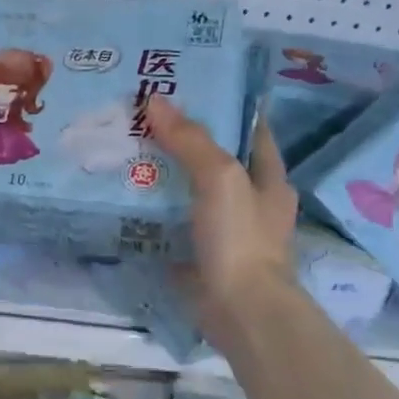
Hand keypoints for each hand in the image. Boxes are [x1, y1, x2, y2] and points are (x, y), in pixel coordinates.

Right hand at [145, 95, 297, 310]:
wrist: (239, 310)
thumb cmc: (240, 238)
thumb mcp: (219, 178)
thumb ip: (190, 140)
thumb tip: (155, 101)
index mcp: (269, 179)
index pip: (252, 130)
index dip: (227, 107)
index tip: (192, 89)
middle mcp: (252, 204)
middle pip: (218, 162)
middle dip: (187, 143)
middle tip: (144, 121)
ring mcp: (227, 235)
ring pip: (193, 195)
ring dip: (167, 179)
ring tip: (128, 155)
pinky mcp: (203, 259)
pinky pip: (175, 228)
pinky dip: (156, 216)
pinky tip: (128, 204)